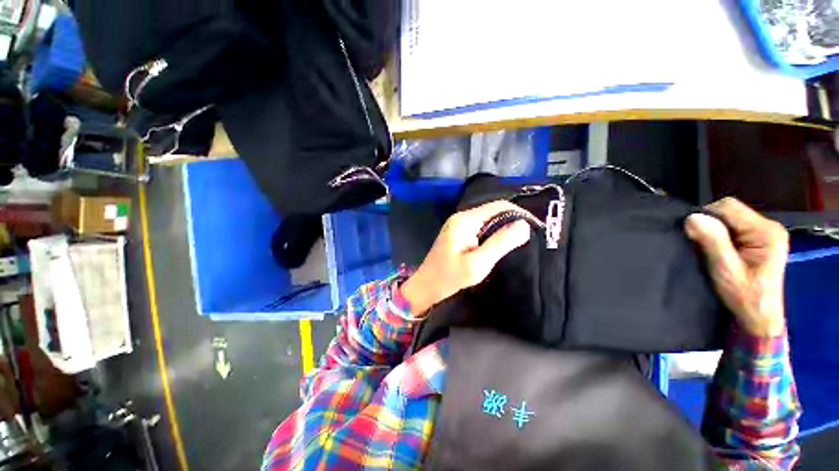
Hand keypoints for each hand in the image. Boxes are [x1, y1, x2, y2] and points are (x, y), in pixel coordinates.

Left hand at [400, 201, 531, 315]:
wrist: (426, 287)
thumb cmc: (449, 277)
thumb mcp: (478, 263)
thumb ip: (500, 243)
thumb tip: (524, 225)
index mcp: (465, 220)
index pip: (498, 206)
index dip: (519, 213)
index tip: (537, 226)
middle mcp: (461, 218)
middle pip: (493, 211)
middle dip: (513, 220)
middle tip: (531, 235)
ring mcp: (459, 226)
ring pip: (488, 220)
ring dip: (504, 227)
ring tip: (520, 239)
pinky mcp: (459, 235)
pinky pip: (481, 229)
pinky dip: (494, 234)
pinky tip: (501, 243)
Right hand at [685, 197, 788, 336]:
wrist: (759, 320)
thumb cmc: (745, 298)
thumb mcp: (726, 271)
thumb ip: (713, 242)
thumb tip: (692, 217)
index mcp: (766, 231)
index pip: (728, 207)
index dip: (706, 217)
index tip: (694, 237)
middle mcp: (768, 226)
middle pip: (729, 211)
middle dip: (710, 225)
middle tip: (702, 247)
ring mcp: (764, 233)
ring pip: (728, 219)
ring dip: (713, 232)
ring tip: (709, 251)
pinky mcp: (758, 241)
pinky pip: (732, 228)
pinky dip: (718, 236)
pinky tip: (717, 251)